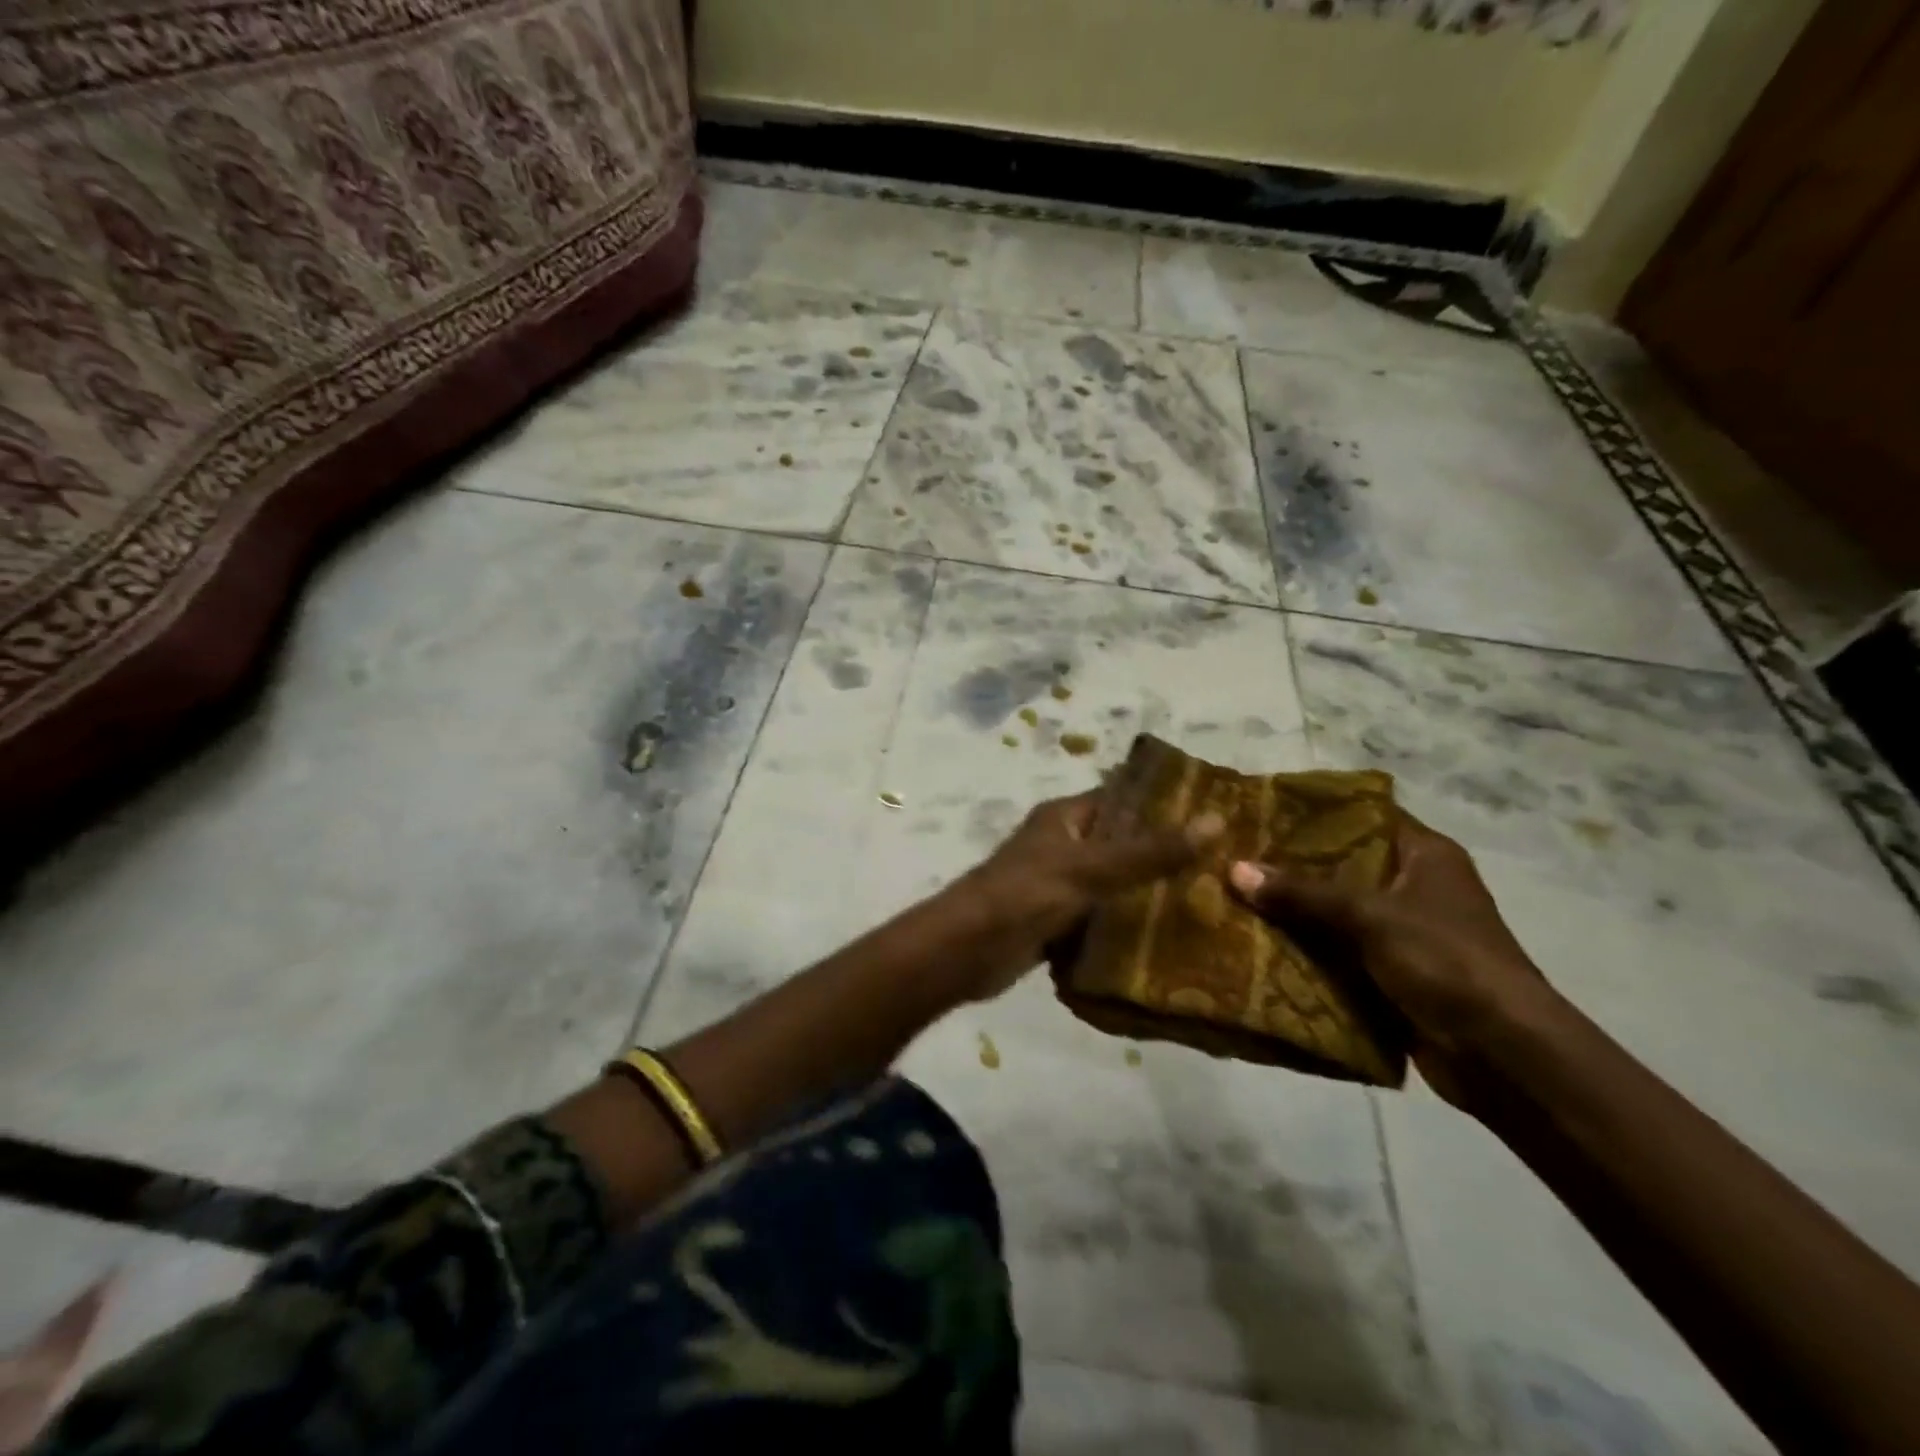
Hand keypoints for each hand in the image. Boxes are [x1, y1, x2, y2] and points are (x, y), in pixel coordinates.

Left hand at [943, 791, 1221, 1000]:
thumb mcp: (1091, 869)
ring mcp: (1057, 886)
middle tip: (1223, 868)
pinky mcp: (1054, 924)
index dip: (1165, 806)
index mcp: (1065, 818)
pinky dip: (1125, 927)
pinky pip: (1099, 919)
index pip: (1122, 801)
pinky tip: (1168, 942)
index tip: (1217, 817)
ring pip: (1112, 885)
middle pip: (1121, 844)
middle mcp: (1061, 845)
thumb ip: (1151, 851)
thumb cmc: (1025, 896)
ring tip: (1209, 905)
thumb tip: (1216, 820)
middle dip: (1164, 855)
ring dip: (1148, 894)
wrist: (965, 951)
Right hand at [1227, 809, 1555, 1106]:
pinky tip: (1257, 941)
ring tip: (1233, 895)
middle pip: (1341, 865)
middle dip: (1290, 865)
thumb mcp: (1370, 916)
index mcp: (1425, 856)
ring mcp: (1402, 932)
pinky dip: (1304, 948)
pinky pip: (1337, 950)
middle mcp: (1414, 886)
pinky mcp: (1390, 972)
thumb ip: (1303, 893)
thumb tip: (1234, 869)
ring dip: (1292, 910)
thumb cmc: (1446, 961)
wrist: (1502, 1054)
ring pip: (1334, 911)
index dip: (1314, 811)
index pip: (1363, 815)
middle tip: (1235, 854)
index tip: (1262, 809)